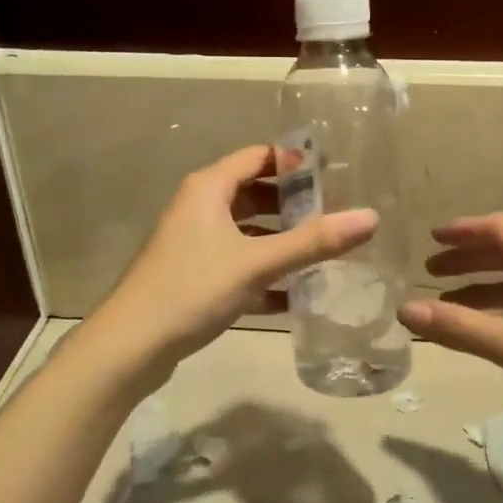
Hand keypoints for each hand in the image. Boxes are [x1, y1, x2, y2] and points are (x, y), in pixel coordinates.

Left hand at [93, 144, 377, 372]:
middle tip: (335, 215)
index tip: (334, 175)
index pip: (258, 156)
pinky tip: (294, 296)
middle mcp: (199, 208)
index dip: (295, 162)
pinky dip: (263, 273)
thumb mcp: (257, 262)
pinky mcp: (193, 276)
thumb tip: (370, 217)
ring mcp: (193, 244)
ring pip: (246, 231)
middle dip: (293, 204)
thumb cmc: (193, 289)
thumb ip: (313, 241)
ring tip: (322, 252)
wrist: (131, 345)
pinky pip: (237, 264)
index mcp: (209, 188)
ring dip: (280, 240)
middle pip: (254, 193)